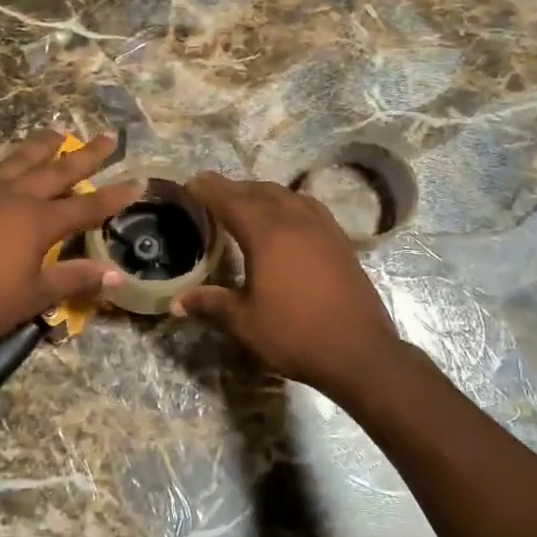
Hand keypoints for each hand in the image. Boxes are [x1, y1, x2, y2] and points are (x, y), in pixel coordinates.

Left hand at [0, 131, 142, 366]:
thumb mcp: (32, 298)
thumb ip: (74, 279)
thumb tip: (117, 274)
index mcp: (37, 223)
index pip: (87, 206)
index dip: (114, 196)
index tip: (138, 181)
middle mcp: (13, 197)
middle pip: (57, 172)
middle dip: (85, 156)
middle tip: (107, 137)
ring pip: (16, 160)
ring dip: (39, 146)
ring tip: (57, 130)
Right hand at [173, 173, 401, 397]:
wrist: (360, 353)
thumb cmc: (296, 335)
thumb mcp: (245, 323)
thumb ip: (210, 304)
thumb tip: (176, 302)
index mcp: (267, 234)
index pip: (231, 200)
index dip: (209, 189)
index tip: (191, 184)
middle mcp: (296, 221)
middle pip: (260, 191)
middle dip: (233, 189)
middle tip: (212, 195)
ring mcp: (323, 228)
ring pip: (287, 195)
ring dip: (262, 193)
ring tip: (246, 204)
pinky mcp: (340, 241)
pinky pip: (309, 208)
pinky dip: (288, 204)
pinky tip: (286, 220)